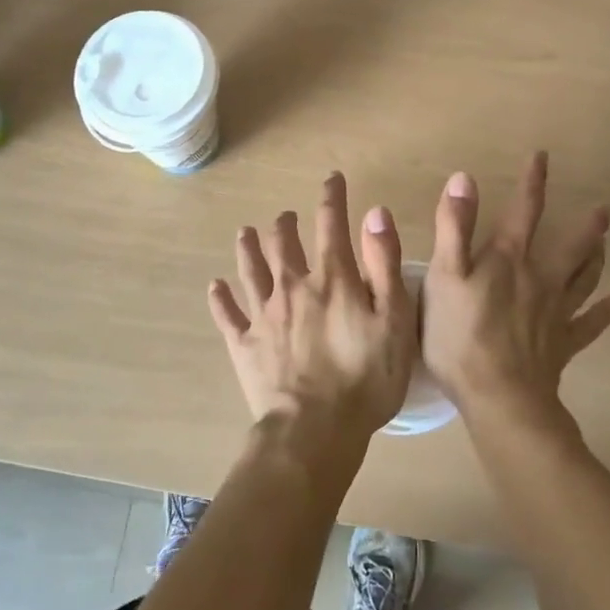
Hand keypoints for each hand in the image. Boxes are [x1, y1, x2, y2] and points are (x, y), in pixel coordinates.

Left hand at [207, 171, 416, 449]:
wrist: (315, 431)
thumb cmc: (367, 377)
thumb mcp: (395, 319)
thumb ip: (384, 263)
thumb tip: (374, 212)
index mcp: (333, 279)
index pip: (331, 224)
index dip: (332, 197)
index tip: (331, 179)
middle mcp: (293, 286)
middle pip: (283, 244)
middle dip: (285, 224)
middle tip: (286, 217)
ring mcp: (264, 315)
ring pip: (251, 270)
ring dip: (247, 248)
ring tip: (244, 232)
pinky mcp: (244, 345)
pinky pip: (228, 315)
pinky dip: (220, 299)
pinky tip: (215, 287)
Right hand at [422, 151, 609, 425]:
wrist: (499, 397)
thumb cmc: (461, 335)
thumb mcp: (444, 275)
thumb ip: (453, 227)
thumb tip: (464, 178)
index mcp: (509, 259)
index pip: (524, 211)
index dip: (532, 182)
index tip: (543, 157)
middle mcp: (539, 279)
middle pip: (570, 247)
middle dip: (587, 226)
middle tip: (606, 210)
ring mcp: (555, 314)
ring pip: (583, 280)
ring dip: (596, 261)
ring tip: (606, 245)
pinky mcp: (562, 346)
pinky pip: (588, 327)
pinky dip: (603, 315)